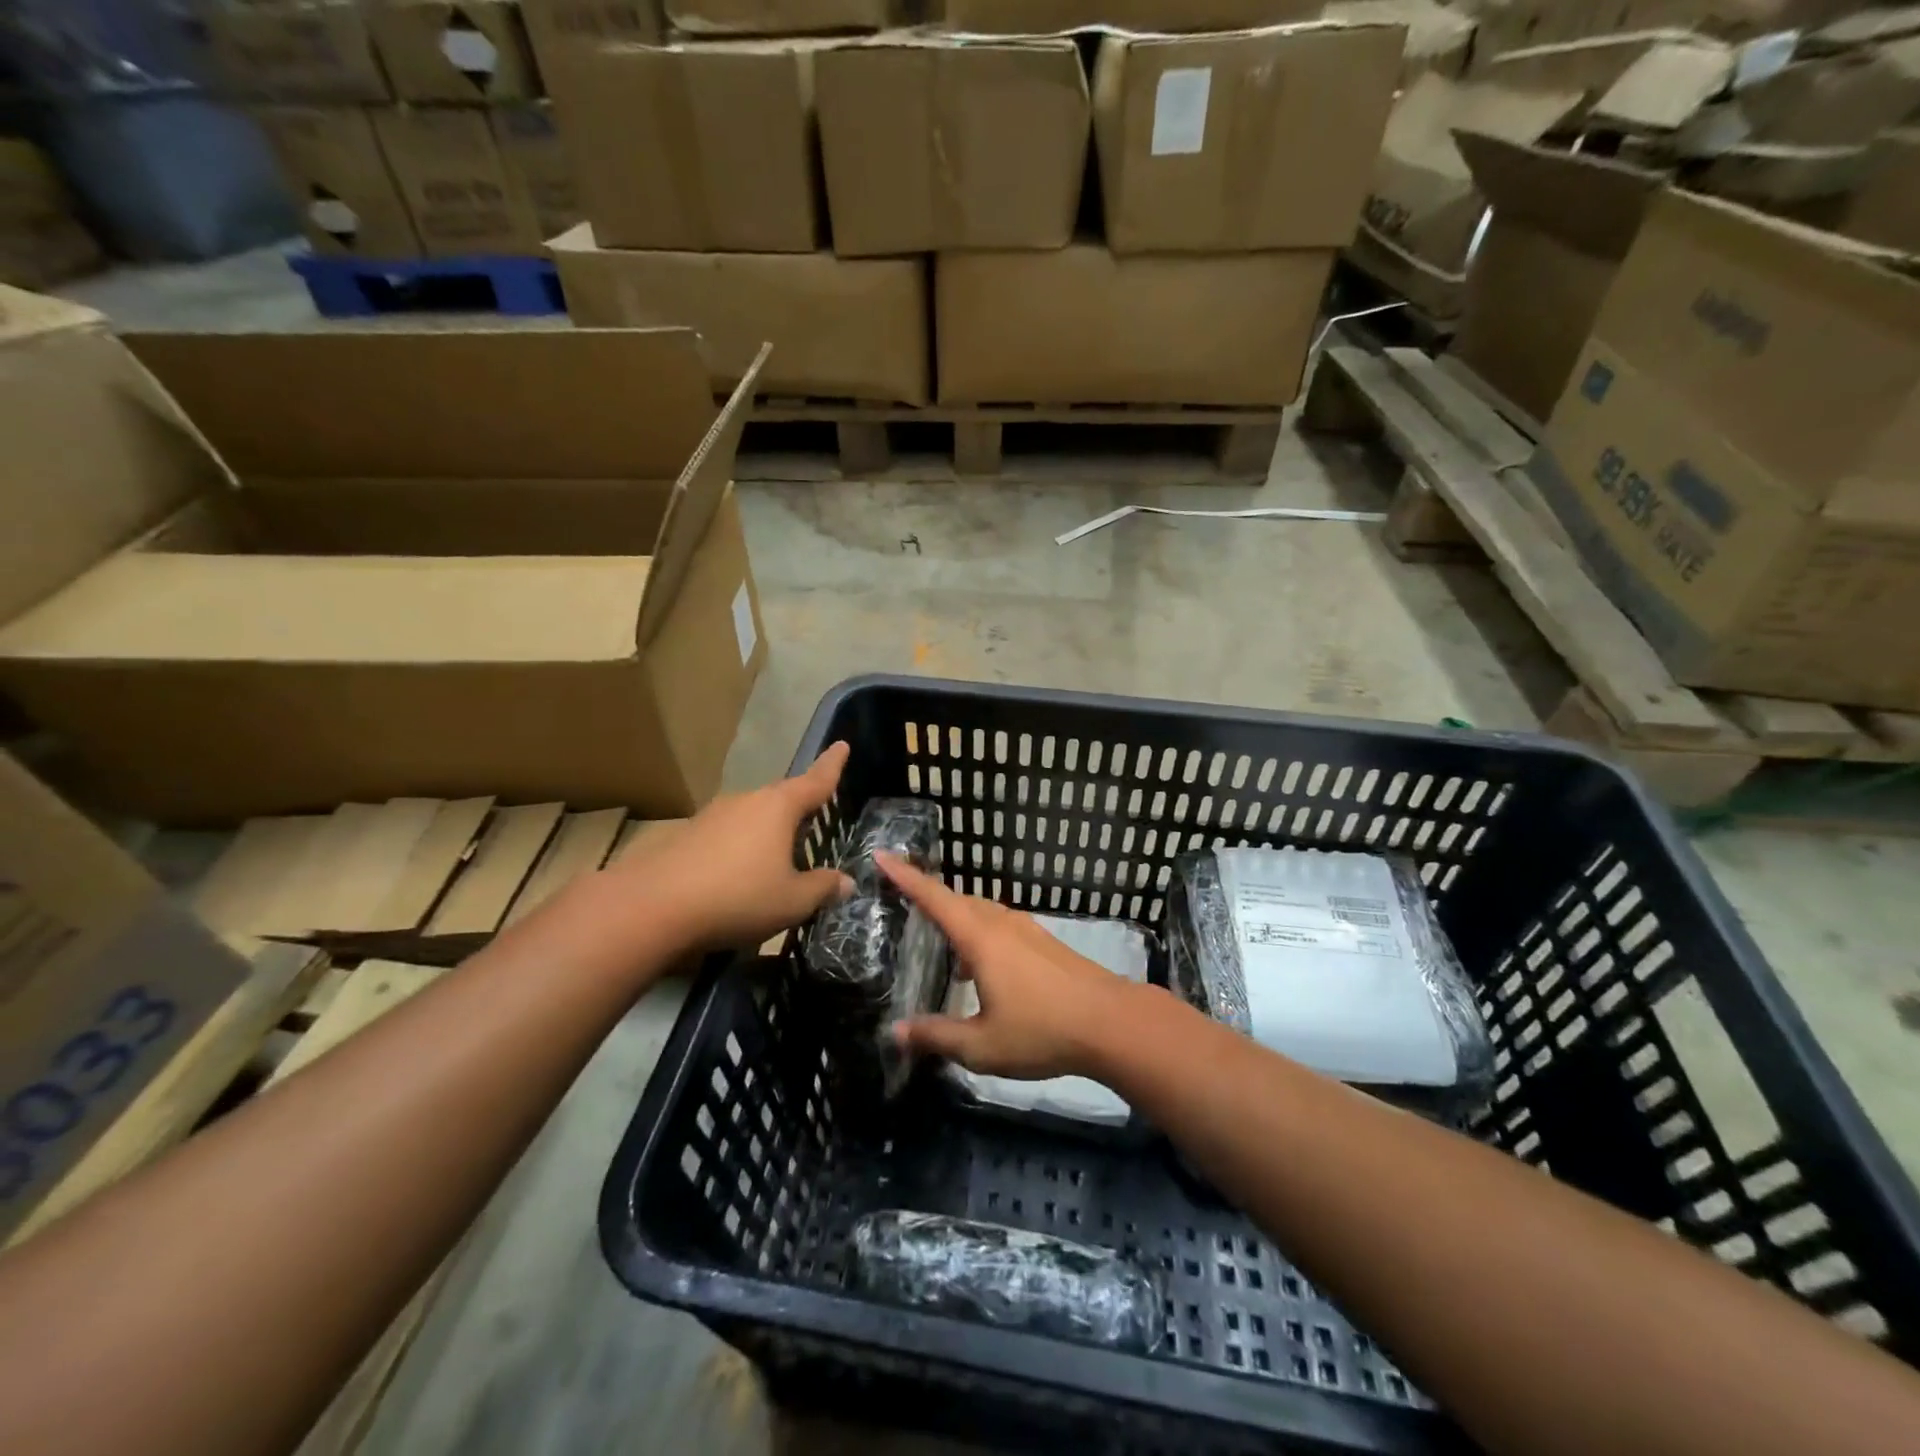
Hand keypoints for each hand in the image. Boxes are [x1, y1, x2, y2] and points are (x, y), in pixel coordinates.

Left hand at [611, 742, 854, 951]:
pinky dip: (740, 846)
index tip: (842, 745)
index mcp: (778, 807)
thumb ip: (822, 888)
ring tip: (777, 854)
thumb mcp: (792, 901)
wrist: (651, 907)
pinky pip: (726, 834)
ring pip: (751, 816)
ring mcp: (712, 815)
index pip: (815, 780)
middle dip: (799, 805)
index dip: (832, 765)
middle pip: (781, 797)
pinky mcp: (686, 835)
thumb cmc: (737, 897)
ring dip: (767, 830)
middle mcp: (746, 801)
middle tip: (814, 816)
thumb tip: (845, 882)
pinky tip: (738, 873)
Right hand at [876, 853, 1140, 1080]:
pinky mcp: (1044, 943)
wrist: (1111, 1023)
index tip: (880, 855)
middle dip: (927, 895)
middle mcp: (1001, 924)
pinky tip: (977, 967)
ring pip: (981, 912)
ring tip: (936, 937)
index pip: (933, 898)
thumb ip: (937, 1036)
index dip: (904, 876)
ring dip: (955, 916)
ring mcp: (1027, 930)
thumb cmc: (1042, 1031)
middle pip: (957, 900)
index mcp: (980, 939)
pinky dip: (977, 932)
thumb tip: (895, 1032)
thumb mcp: (982, 1046)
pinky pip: (999, 926)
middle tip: (901, 897)